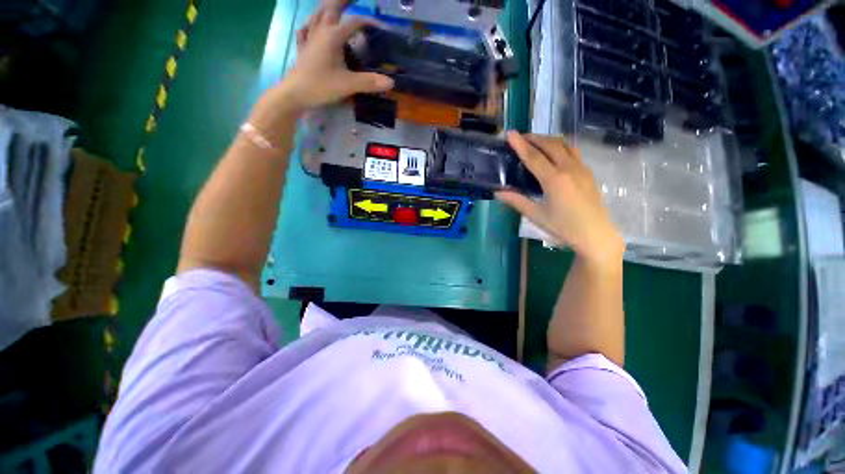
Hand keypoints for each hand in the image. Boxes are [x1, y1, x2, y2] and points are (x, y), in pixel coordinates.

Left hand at [269, 1, 393, 111]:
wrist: (295, 94)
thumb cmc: (320, 86)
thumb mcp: (347, 85)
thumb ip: (369, 82)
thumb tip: (390, 82)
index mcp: (332, 36)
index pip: (354, 22)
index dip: (369, 22)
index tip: (382, 28)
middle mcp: (320, 31)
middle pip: (331, 7)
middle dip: (343, 1)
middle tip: (354, 0)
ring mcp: (309, 38)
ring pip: (317, 14)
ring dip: (327, 7)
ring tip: (335, 6)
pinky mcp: (303, 48)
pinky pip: (306, 29)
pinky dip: (311, 24)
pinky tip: (312, 26)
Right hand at [496, 132, 624, 267]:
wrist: (596, 235)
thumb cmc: (564, 227)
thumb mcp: (536, 215)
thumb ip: (516, 201)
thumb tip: (497, 192)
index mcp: (554, 179)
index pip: (533, 156)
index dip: (520, 144)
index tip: (510, 133)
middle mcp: (569, 168)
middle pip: (550, 145)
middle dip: (534, 137)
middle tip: (520, 138)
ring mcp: (582, 168)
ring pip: (565, 144)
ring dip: (548, 139)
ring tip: (536, 142)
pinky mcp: (588, 172)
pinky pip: (573, 151)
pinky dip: (560, 146)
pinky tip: (554, 154)